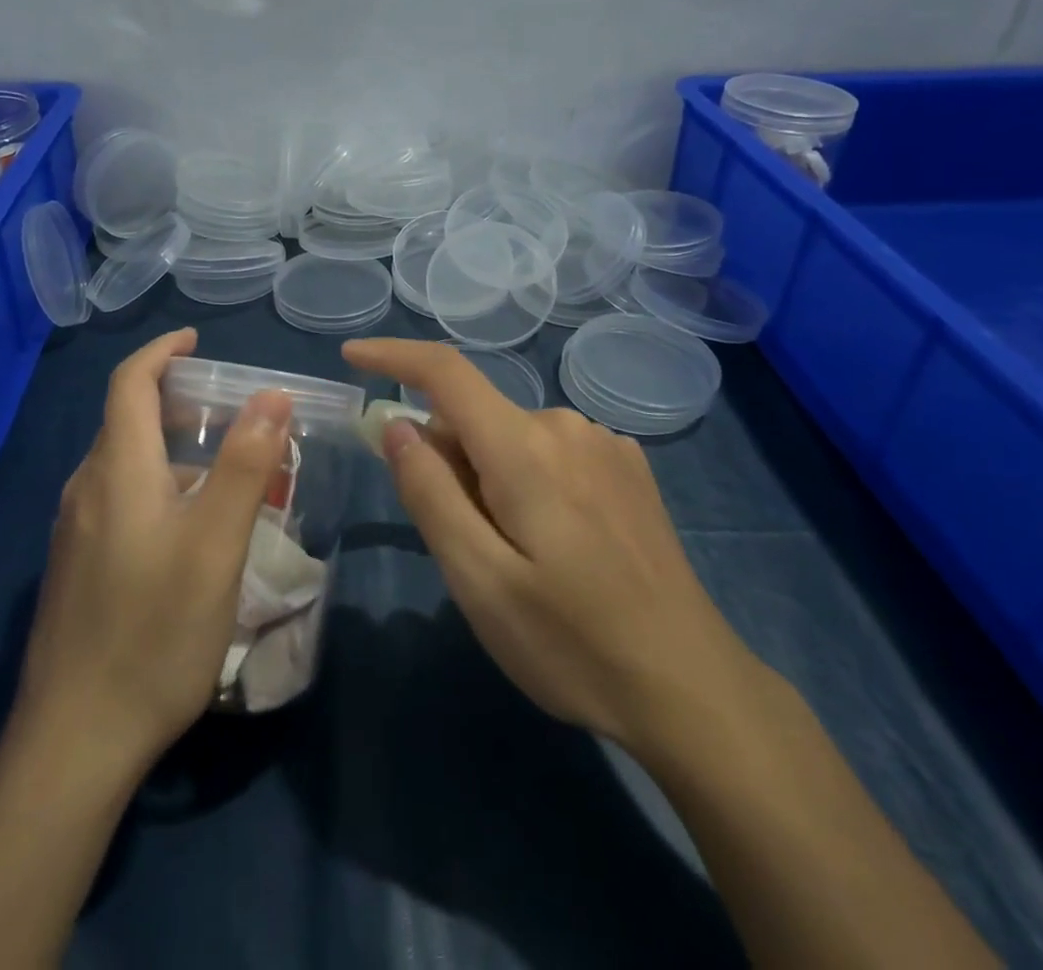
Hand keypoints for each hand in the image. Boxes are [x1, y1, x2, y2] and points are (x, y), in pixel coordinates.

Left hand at [13, 328, 294, 778]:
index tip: (196, 338)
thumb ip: (243, 465)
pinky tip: (190, 530)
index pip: (129, 383)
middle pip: (126, 421)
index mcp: (116, 471)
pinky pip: (119, 501)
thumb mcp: (215, 545)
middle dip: (176, 400)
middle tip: (231, 411)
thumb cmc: (153, 632)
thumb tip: (272, 395)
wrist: (73, 741)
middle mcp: (87, 490)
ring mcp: (75, 532)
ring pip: (125, 465)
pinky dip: (157, 487)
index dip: (161, 351)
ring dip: (170, 449)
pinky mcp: (77, 568)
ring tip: (224, 471)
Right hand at [342, 337, 754, 756]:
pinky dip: (529, 479)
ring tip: (519, 558)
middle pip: (476, 417)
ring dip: (490, 476)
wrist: (690, 687)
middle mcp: (565, 425)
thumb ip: (431, 493)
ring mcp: (605, 443)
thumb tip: (397, 425)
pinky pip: (551, 451)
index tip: (352, 356)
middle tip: (466, 546)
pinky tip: (560, 547)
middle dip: (449, 461)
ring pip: (512, 437)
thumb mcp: (479, 580)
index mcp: (524, 447)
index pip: (446, 372)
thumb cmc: (571, 643)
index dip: (394, 356)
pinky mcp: (628, 466)